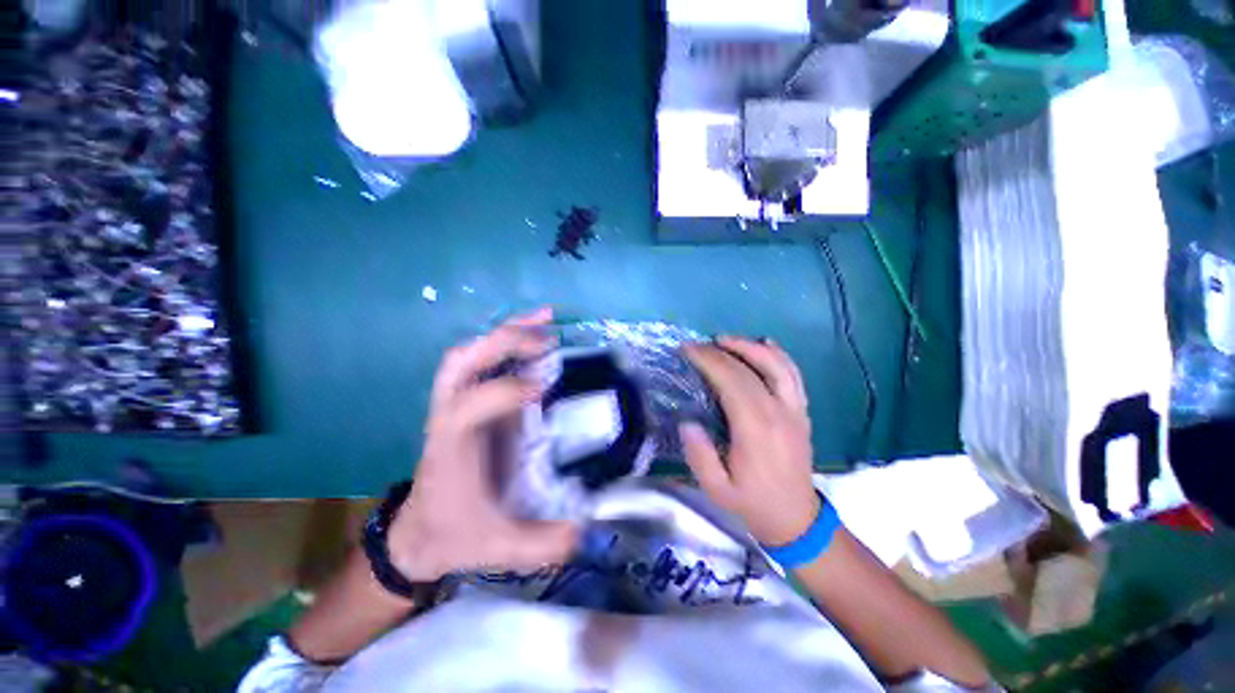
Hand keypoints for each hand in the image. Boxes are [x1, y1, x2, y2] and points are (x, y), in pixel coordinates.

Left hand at [387, 308, 579, 581]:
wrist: (417, 534)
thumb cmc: (456, 534)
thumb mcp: (500, 548)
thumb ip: (543, 544)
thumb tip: (588, 528)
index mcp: (451, 448)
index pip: (467, 407)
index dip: (503, 392)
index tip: (544, 387)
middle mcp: (449, 415)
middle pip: (462, 363)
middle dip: (504, 344)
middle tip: (548, 341)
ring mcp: (456, 403)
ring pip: (469, 353)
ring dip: (506, 332)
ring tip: (545, 321)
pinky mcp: (470, 400)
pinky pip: (482, 359)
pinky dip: (506, 338)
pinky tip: (536, 330)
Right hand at [679, 337, 820, 546]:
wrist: (796, 518)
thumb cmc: (752, 502)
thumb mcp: (716, 488)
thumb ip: (699, 454)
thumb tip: (687, 420)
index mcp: (755, 428)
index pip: (731, 380)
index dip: (708, 360)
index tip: (687, 350)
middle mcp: (778, 412)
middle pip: (749, 368)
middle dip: (719, 351)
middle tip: (696, 345)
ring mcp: (795, 409)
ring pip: (777, 364)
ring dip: (750, 346)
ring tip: (725, 339)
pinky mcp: (801, 410)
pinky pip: (793, 374)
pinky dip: (778, 355)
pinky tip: (764, 344)